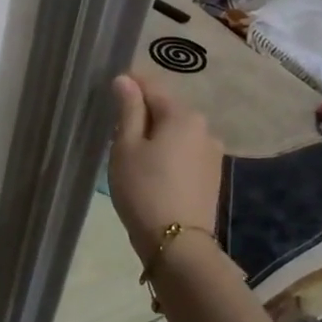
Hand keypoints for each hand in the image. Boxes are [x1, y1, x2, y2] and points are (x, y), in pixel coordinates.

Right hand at [107, 73, 224, 265]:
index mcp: (183, 115)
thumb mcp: (126, 146)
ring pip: (177, 132)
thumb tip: (125, 80)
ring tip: (133, 153)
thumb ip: (129, 109)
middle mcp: (204, 128)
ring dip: (156, 134)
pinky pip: (185, 151)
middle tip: (116, 130)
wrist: (177, 242)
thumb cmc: (144, 188)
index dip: (130, 85)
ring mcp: (212, 152)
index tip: (109, 92)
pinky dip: (168, 152)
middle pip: (167, 109)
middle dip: (143, 113)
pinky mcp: (212, 174)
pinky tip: (153, 170)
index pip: (152, 86)